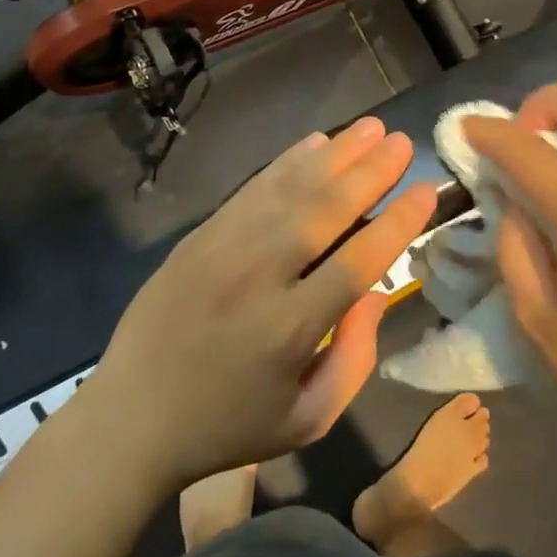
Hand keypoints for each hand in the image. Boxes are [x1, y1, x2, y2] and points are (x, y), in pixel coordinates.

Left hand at [89, 118, 437, 491]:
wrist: (131, 418)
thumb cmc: (227, 428)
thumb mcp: (306, 420)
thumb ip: (354, 360)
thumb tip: (375, 294)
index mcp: (290, 329)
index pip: (357, 262)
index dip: (397, 223)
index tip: (426, 191)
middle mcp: (258, 277)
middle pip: (324, 211)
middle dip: (369, 172)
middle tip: (402, 142)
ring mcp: (222, 250)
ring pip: (288, 190)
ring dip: (334, 155)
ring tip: (370, 128)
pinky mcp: (198, 237)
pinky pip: (251, 190)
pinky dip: (286, 163)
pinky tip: (314, 144)